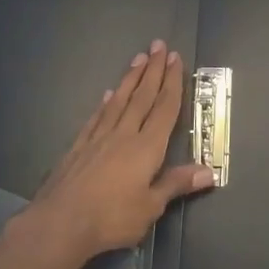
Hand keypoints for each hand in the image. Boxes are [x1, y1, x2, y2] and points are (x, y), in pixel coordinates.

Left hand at [23, 41, 215, 261]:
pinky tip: (108, 94)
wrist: (59, 223)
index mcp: (147, 147)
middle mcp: (124, 134)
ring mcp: (98, 138)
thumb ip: (176, 184)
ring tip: (138, 58)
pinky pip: (97, 117)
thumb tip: (209, 172)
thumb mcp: (151, 207)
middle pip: (142, 96)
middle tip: (158, 45)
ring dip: (130, 78)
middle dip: (153, 70)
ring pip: (119, 101)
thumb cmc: (111, 217)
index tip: (175, 58)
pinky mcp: (78, 147)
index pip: (164, 108)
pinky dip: (105, 103)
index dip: (172, 82)